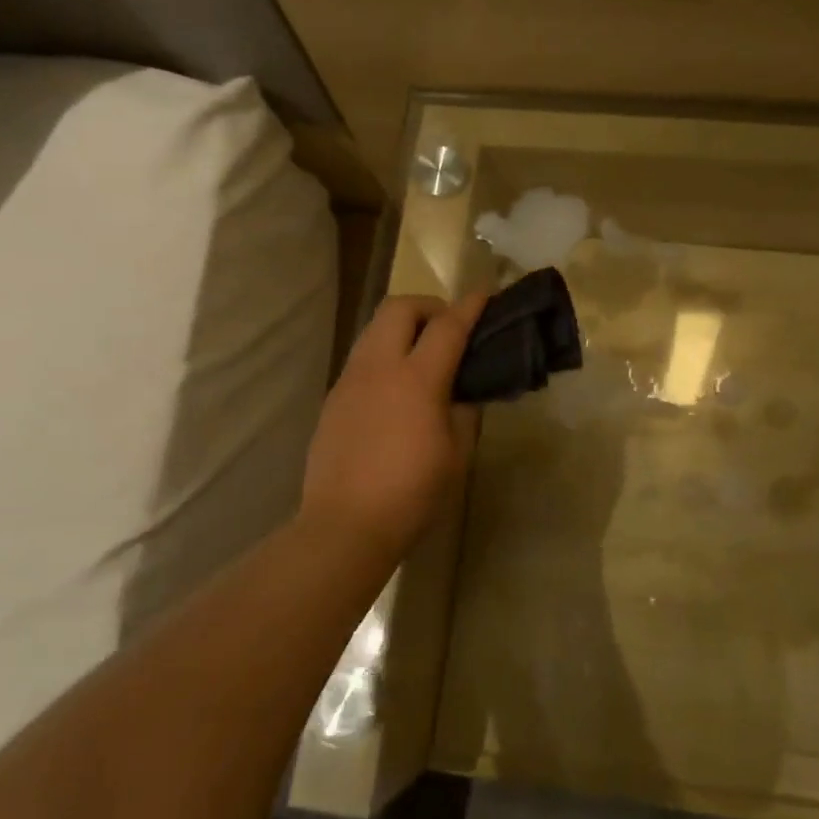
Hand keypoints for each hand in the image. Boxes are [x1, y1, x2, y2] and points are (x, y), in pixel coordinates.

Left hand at [300, 291, 488, 565]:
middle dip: (428, 306)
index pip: (447, 326)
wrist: (345, 526)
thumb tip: (461, 392)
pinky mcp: (333, 399)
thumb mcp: (456, 454)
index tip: (485, 293)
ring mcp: (350, 381)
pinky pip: (362, 359)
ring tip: (422, 356)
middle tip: (448, 329)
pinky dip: (384, 355)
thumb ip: (464, 412)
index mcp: (417, 379)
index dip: (469, 306)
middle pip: (399, 308)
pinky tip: (395, 390)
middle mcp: (378, 367)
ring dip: (402, 328)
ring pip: (374, 329)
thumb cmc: (412, 493)